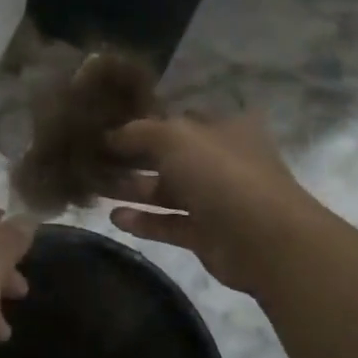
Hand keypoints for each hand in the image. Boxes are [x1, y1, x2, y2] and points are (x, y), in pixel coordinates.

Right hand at [104, 114, 323, 294]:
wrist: (265, 239)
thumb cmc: (221, 174)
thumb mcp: (174, 137)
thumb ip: (138, 132)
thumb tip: (110, 135)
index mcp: (222, 128)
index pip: (177, 119)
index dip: (143, 122)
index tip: (105, 127)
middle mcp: (219, 160)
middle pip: (168, 156)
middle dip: (131, 157)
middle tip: (92, 159)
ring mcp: (215, 199)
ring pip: (166, 191)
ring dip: (132, 189)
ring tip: (94, 187)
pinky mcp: (206, 234)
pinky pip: (168, 224)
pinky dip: (144, 221)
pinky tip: (114, 218)